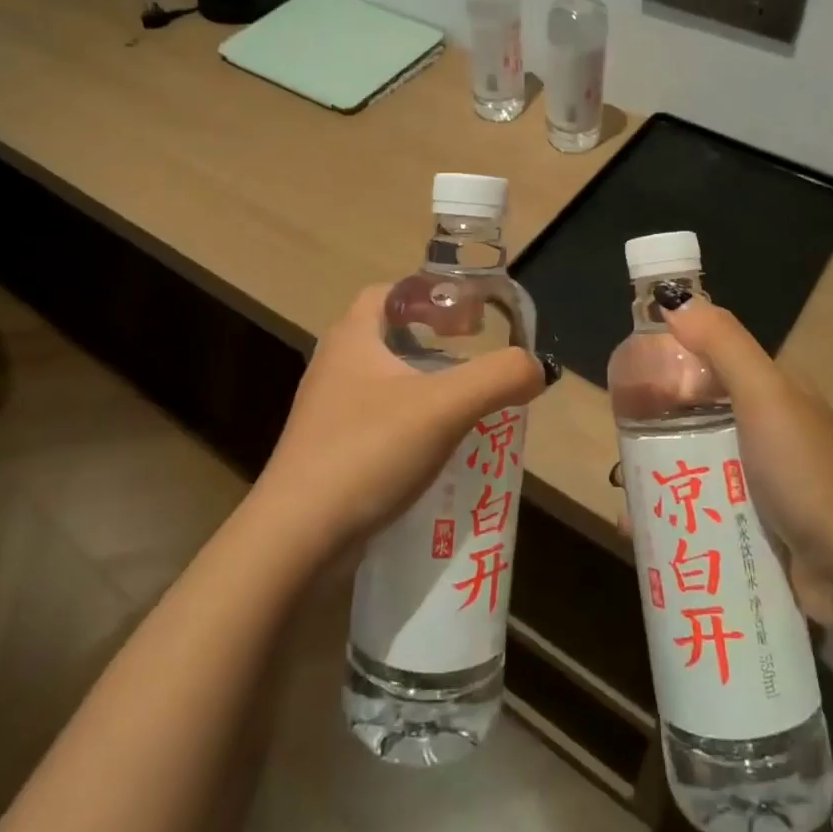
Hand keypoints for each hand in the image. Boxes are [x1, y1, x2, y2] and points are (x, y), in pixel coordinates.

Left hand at [253, 284, 548, 562]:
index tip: (467, 315)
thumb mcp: (444, 407)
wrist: (295, 539)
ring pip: (384, 381)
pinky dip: (410, 424)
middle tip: (472, 356)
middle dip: (432, 340)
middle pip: (388, 334)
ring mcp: (327, 412)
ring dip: (423, 384)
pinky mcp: (329, 452)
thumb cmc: (367, 451)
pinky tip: (437, 450)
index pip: (389, 291)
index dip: (429, 294)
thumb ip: (498, 378)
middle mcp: (334, 365)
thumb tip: (537, 368)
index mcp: (352, 337)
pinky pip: (377, 421)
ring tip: (464, 403)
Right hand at [654, 295, 832, 623]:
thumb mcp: (765, 394)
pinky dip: (671, 518)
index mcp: (768, 392)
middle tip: (620, 457)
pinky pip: (701, 512)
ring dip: (657, 480)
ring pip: (692, 468)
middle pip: (692, 420)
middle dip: (652, 434)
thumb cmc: (807, 471)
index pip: (705, 366)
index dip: (665, 370)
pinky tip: (640, 532)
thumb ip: (722, 344)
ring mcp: (758, 482)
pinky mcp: (753, 526)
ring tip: (624, 500)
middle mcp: (762, 431)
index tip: (624, 391)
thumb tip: (674, 299)